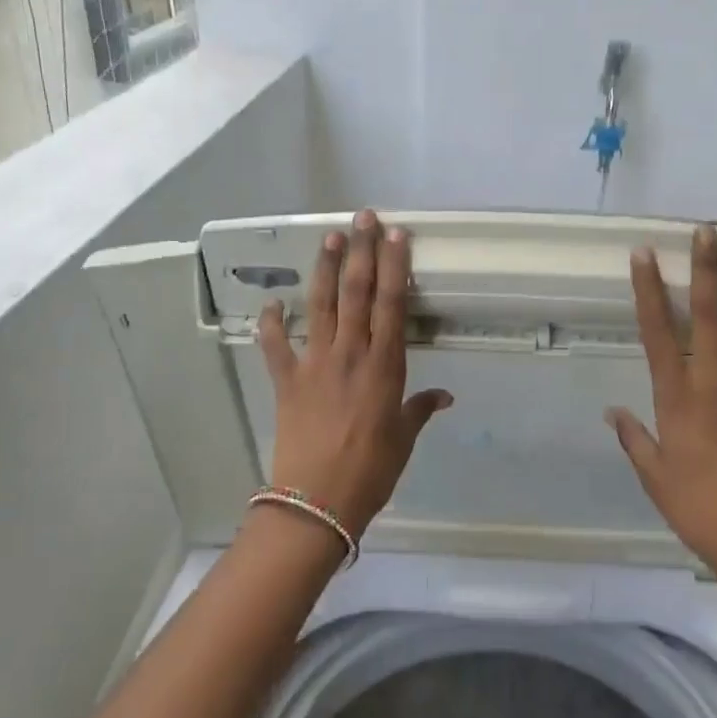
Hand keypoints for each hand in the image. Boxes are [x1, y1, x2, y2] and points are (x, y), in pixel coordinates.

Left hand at [256, 210, 452, 535]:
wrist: (318, 500)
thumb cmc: (371, 470)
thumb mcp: (404, 438)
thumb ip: (421, 409)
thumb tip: (444, 396)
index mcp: (385, 365)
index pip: (392, 303)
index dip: (394, 265)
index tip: (396, 234)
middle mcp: (351, 353)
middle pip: (356, 291)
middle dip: (361, 251)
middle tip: (363, 217)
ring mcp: (315, 363)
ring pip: (320, 305)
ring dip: (325, 268)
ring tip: (330, 236)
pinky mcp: (287, 380)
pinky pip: (276, 344)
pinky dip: (272, 322)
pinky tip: (274, 302)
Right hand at [607, 224, 716, 587]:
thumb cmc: (699, 511)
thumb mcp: (655, 478)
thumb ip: (635, 439)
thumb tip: (613, 412)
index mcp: (678, 402)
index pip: (659, 336)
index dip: (650, 293)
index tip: (644, 257)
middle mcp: (715, 386)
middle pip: (710, 320)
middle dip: (706, 273)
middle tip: (707, 232)